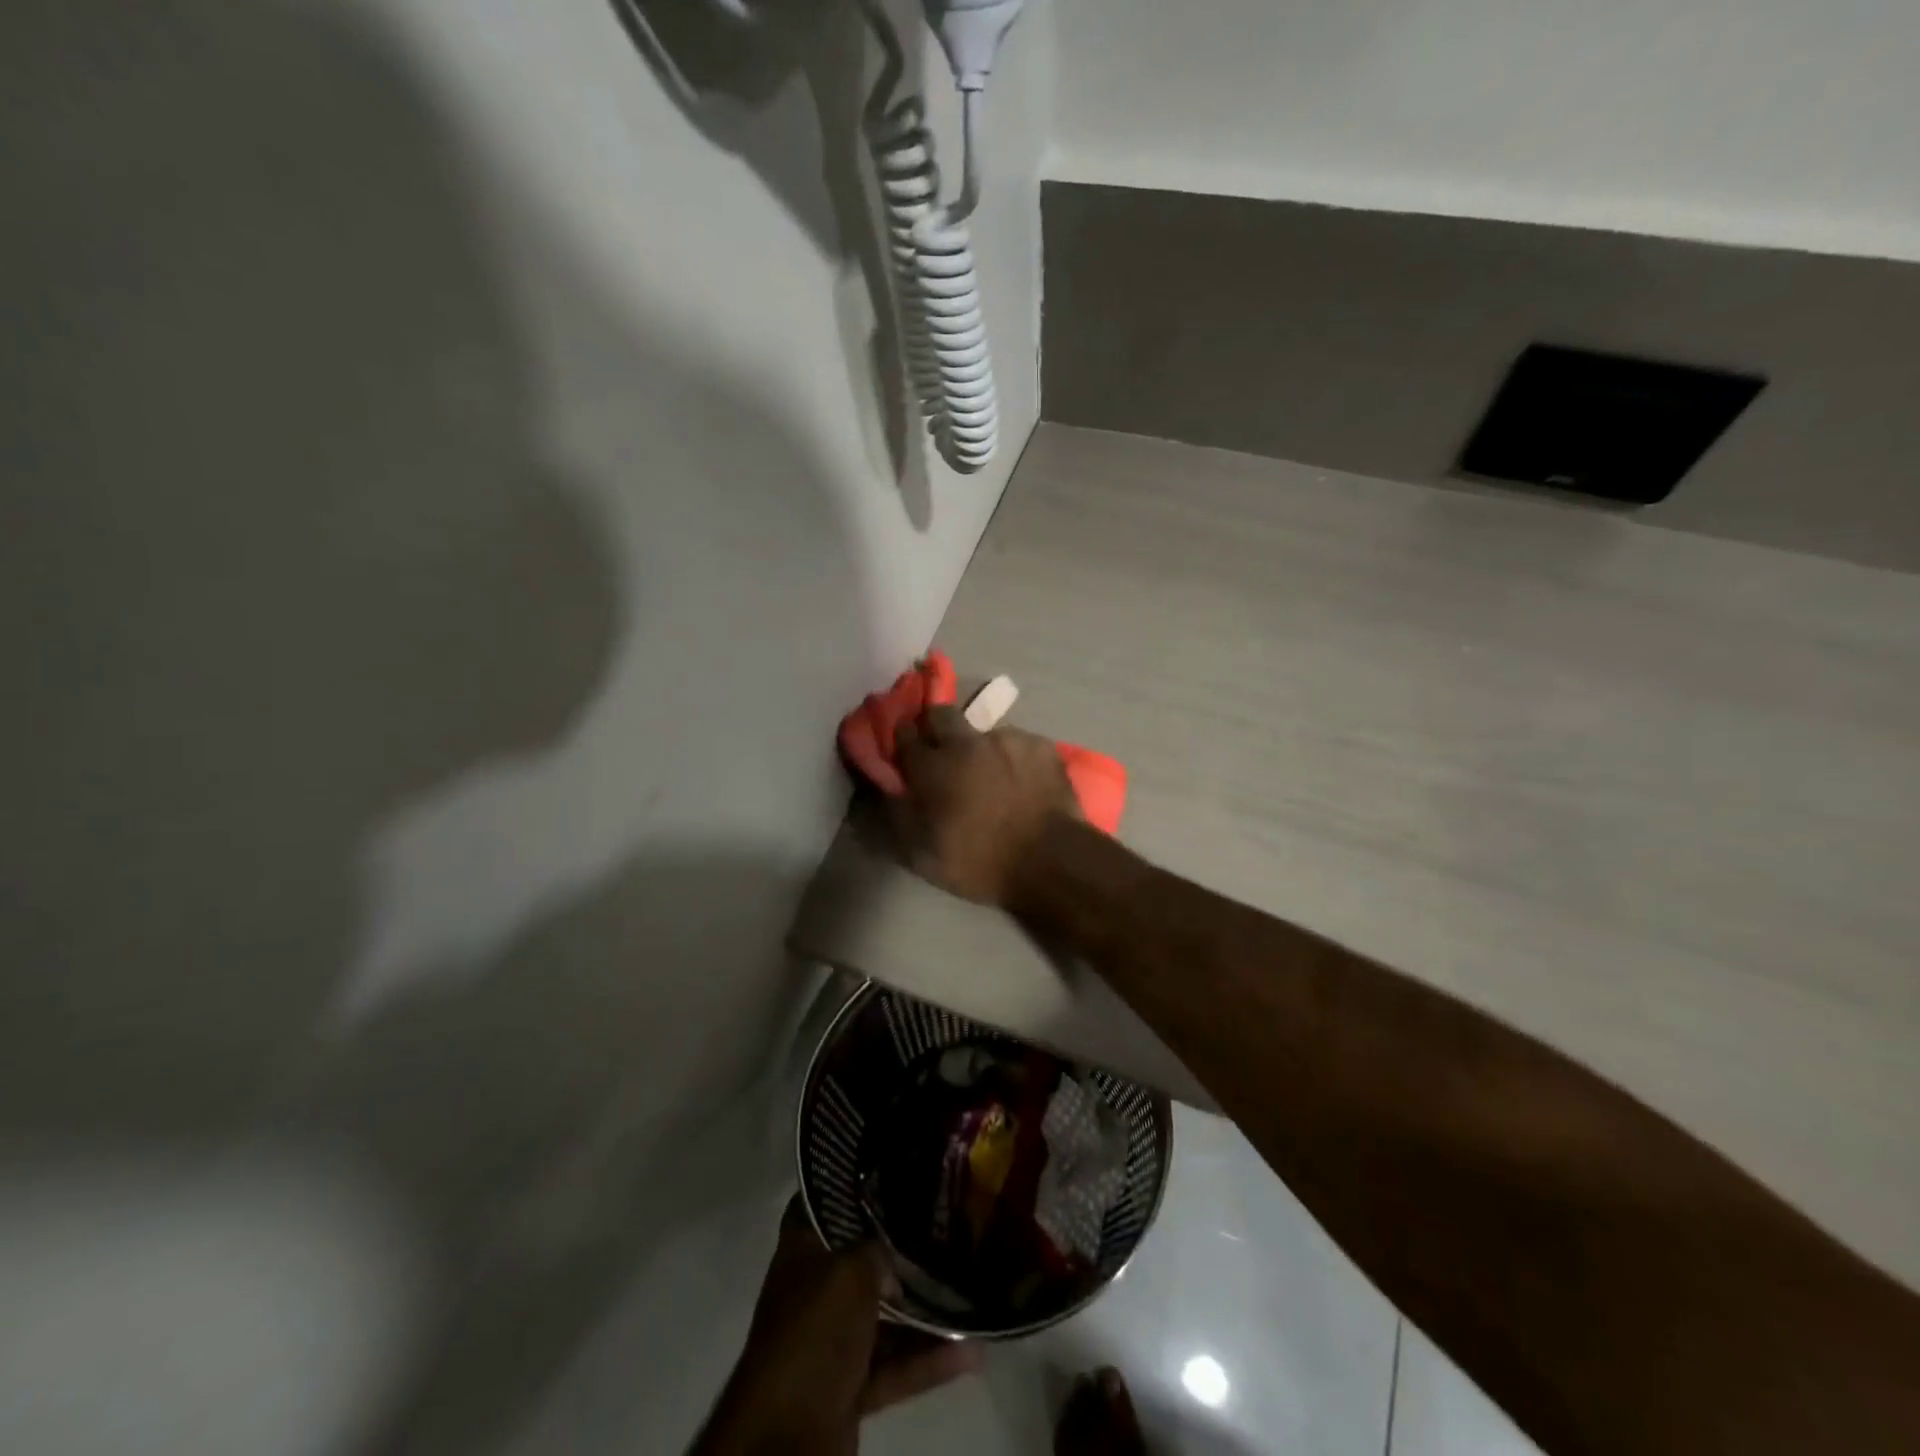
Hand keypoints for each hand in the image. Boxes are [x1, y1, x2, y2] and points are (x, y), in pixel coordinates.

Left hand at [695, 1201, 979, 1453]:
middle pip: (863, 1257)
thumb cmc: (812, 1334)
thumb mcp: (849, 1272)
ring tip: (970, 1288)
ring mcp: (832, 1339)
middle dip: (901, 1247)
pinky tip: (971, 1351)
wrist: (785, 1438)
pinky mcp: (850, 1386)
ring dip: (924, 1309)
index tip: (899, 1169)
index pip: (829, 1200)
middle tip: (948, 1224)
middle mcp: (815, 1287)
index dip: (858, 1184)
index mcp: (803, 1249)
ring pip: (885, 1314)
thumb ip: (877, 1250)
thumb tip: (896, 1257)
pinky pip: (895, 1364)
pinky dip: (928, 1360)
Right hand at [893, 705, 1076, 906]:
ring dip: (978, 747)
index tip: (902, 748)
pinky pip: (1017, 743)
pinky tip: (1021, 780)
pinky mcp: (1040, 744)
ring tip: (991, 775)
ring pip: (982, 731)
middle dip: (934, 726)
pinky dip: (1013, 758)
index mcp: (933, 767)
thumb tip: (889, 787)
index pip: (904, 733)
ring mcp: (1007, 739)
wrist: (1051, 861)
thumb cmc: (981, 863)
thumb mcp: (923, 856)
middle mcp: (966, 742)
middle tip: (941, 752)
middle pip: (940, 713)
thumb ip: (899, 815)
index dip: (900, 738)